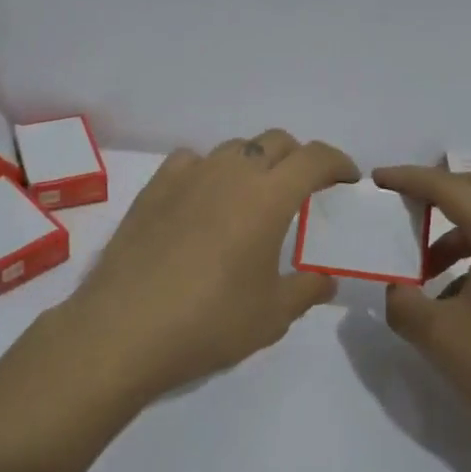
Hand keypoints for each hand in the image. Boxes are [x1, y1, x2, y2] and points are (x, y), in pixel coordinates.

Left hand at [64, 131, 358, 401]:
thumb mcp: (272, 316)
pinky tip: (203, 201)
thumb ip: (306, 290)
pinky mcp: (154, 187)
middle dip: (298, 158)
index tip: (347, 180)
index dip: (338, 163)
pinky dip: (209, 172)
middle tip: (304, 191)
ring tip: (252, 199)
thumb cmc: (209, 321)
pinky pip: (192, 161)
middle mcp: (231, 172)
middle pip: (276, 142)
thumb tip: (324, 279)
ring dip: (254, 164)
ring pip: (234, 148)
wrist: (123, 330)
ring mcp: (189, 175)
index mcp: (269, 196)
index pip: (315, 158)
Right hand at [374, 166, 470, 460]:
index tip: (379, 179)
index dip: (410, 179)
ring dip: (464, 228)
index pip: (449, 189)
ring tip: (432, 269)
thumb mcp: (438, 337)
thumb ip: (403, 304)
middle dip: (448, 189)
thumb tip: (398, 290)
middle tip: (415, 207)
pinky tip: (464, 297)